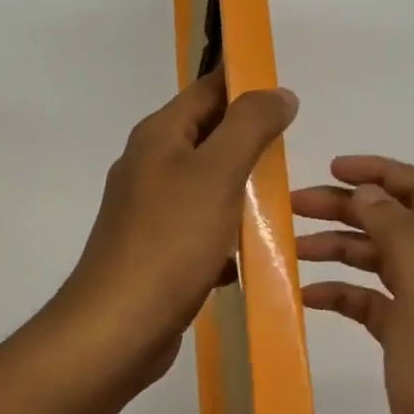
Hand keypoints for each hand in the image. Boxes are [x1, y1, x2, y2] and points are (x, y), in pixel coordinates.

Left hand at [51, 71, 298, 392]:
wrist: (118, 329)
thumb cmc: (170, 242)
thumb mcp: (217, 173)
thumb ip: (250, 126)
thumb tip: (278, 92)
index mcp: (159, 136)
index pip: (207, 89)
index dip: (246, 84)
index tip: (288, 93)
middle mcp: (151, 165)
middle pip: (209, 135)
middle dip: (251, 138)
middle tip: (295, 146)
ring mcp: (151, 210)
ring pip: (209, 184)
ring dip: (244, 188)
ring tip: (285, 196)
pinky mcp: (159, 249)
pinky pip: (203, 227)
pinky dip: (230, 232)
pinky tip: (254, 250)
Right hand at [294, 157, 413, 413]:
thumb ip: (400, 235)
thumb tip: (370, 193)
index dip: (378, 173)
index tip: (330, 169)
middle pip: (393, 221)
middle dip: (347, 208)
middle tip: (294, 206)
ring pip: (378, 260)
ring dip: (339, 248)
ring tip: (293, 247)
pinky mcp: (408, 342)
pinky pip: (369, 302)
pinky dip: (341, 293)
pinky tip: (307, 297)